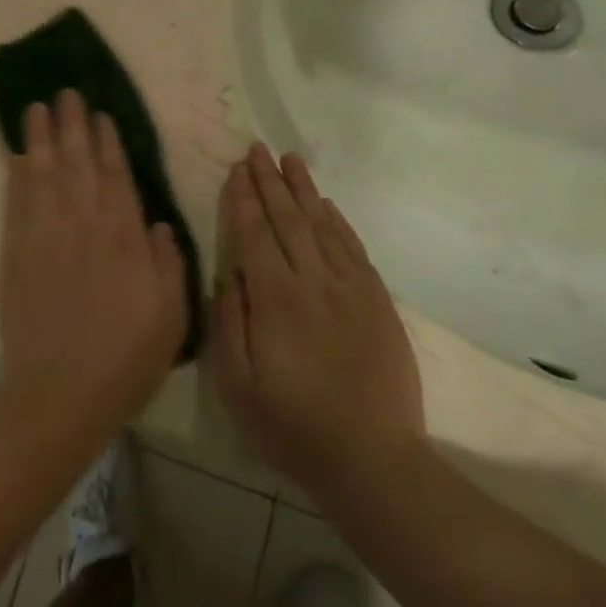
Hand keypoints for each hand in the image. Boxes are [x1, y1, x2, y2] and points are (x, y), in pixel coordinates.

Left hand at [0, 91, 186, 430]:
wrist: (60, 392)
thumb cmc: (125, 360)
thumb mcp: (171, 317)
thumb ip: (168, 264)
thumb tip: (158, 222)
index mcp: (126, 240)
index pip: (117, 178)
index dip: (107, 144)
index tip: (101, 115)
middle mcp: (86, 227)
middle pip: (79, 165)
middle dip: (74, 126)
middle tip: (66, 93)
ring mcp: (47, 237)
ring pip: (46, 174)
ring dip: (42, 138)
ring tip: (37, 108)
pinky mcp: (17, 253)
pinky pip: (17, 203)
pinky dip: (17, 175)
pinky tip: (18, 154)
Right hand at [212, 144, 426, 505]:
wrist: (371, 458)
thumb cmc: (291, 424)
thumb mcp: (238, 383)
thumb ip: (229, 321)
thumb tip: (227, 273)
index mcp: (276, 298)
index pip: (255, 234)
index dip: (244, 199)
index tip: (236, 169)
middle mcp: (314, 281)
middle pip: (289, 219)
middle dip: (270, 181)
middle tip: (258, 148)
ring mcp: (351, 289)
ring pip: (323, 225)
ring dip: (304, 190)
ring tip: (291, 159)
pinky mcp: (377, 302)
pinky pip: (354, 249)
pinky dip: (338, 221)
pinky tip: (327, 205)